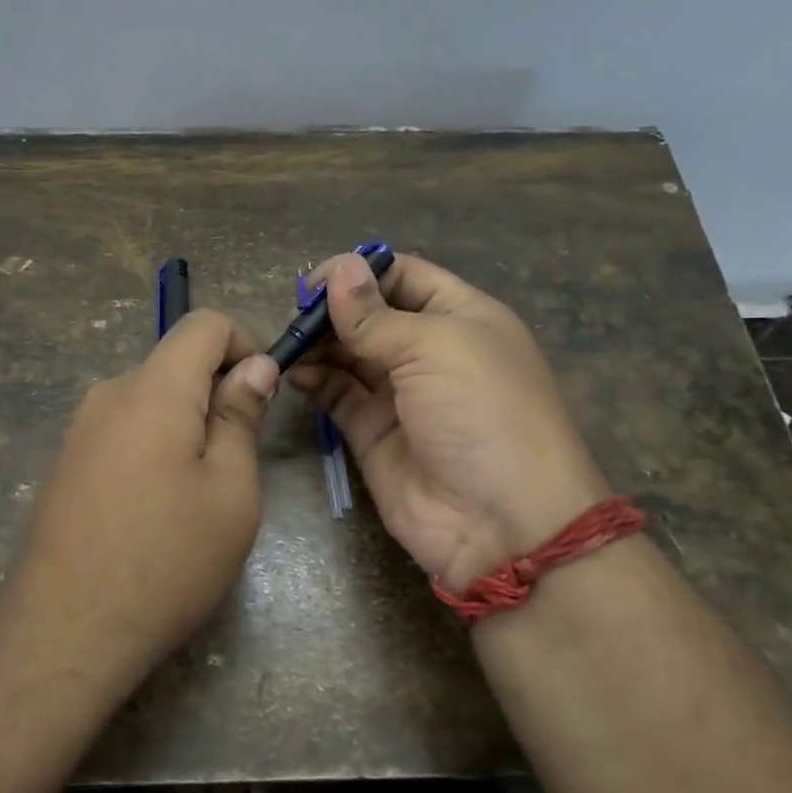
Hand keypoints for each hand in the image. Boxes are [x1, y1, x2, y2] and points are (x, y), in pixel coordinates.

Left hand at [0, 310, 279, 688]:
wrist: (64, 633)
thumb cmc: (166, 560)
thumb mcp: (230, 491)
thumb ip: (241, 417)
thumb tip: (254, 366)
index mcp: (153, 389)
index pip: (204, 323)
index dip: (245, 343)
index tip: (265, 393)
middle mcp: (108, 395)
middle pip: (176, 363)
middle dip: (217, 393)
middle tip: (238, 462)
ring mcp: (79, 430)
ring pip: (151, 400)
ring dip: (187, 425)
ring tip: (199, 495)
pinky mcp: (66, 463)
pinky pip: (124, 431)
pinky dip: (155, 447)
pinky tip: (157, 510)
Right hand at [290, 252, 609, 592]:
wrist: (502, 523)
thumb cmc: (482, 413)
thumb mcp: (436, 348)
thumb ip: (376, 316)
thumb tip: (338, 269)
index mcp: (460, 317)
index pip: (403, 276)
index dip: (360, 272)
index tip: (316, 281)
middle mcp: (428, 350)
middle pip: (369, 314)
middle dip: (332, 310)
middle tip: (294, 315)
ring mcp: (399, 394)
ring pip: (348, 353)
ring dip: (318, 343)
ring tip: (288, 343)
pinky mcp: (372, 432)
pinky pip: (337, 394)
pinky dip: (314, 380)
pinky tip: (295, 372)